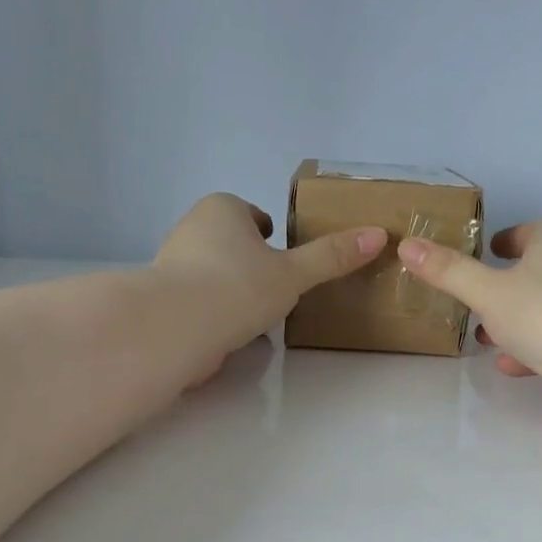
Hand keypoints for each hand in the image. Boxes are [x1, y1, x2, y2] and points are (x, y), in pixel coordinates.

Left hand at [155, 193, 386, 377]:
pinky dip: (212, 311)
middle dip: (249, 262)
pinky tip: (228, 332)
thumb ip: (331, 257)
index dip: (269, 234)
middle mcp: (191, 227)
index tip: (283, 257)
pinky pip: (197, 300)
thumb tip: (378, 235)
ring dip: (230, 288)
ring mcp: (171, 263)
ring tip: (254, 316)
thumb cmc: (238, 287)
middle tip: (274, 289)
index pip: (251, 215)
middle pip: (230, 242)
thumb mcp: (294, 273)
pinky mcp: (163, 299)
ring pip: (211, 271)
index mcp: (222, 209)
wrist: (175, 327)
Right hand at [397, 218, 541, 431]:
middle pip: (529, 273)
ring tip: (480, 339)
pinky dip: (530, 350)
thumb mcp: (487, 291)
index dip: (492, 247)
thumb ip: (448, 271)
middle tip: (466, 305)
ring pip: (540, 310)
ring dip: (511, 324)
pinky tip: (508, 366)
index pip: (519, 234)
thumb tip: (407, 245)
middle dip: (498, 291)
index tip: (467, 263)